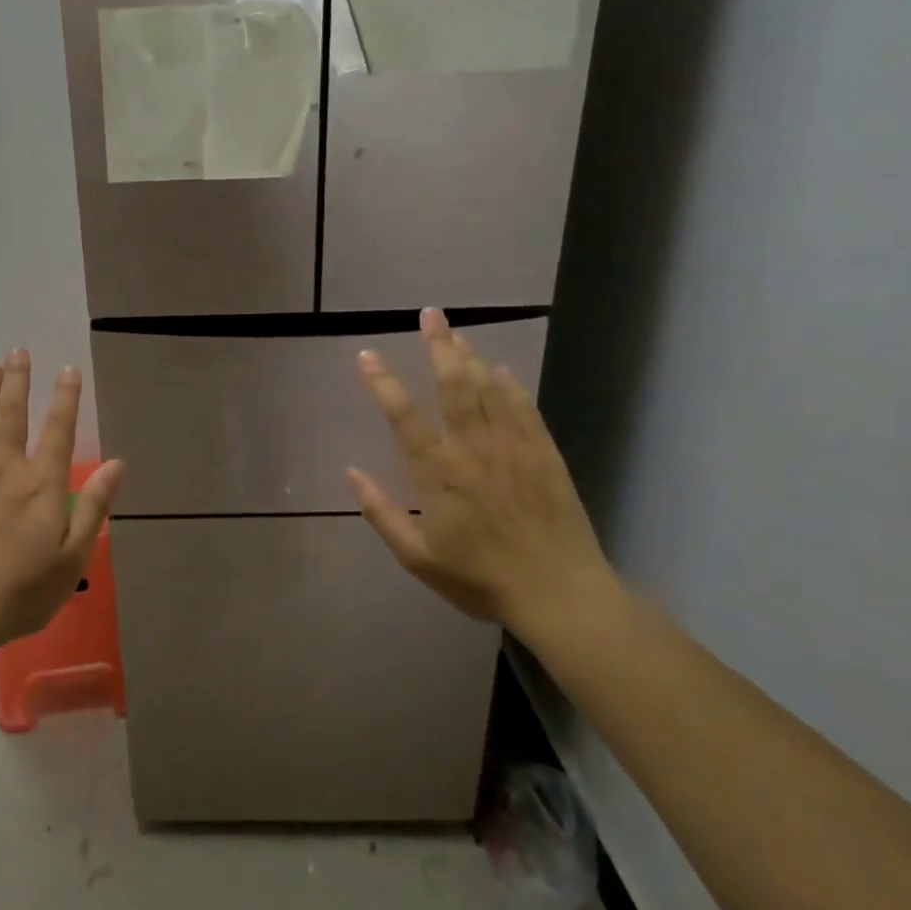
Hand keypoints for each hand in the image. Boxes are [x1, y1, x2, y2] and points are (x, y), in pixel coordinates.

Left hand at [0, 349, 123, 650]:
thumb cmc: (21, 591)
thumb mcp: (73, 558)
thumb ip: (94, 507)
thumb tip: (118, 464)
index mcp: (42, 484)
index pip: (59, 429)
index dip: (66, 398)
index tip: (68, 369)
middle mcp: (6, 468)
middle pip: (12, 414)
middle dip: (18, 380)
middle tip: (18, 352)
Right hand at [348, 308, 612, 636]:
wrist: (559, 594)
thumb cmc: (481, 579)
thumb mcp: (418, 559)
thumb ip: (382, 514)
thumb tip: (352, 473)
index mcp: (438, 474)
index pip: (403, 417)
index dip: (383, 384)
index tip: (367, 355)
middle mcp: (472, 450)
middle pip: (452, 387)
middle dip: (438, 347)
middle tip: (430, 315)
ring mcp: (512, 449)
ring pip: (487, 391)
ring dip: (470, 358)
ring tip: (457, 331)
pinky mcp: (544, 455)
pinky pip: (525, 410)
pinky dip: (512, 387)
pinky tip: (502, 370)